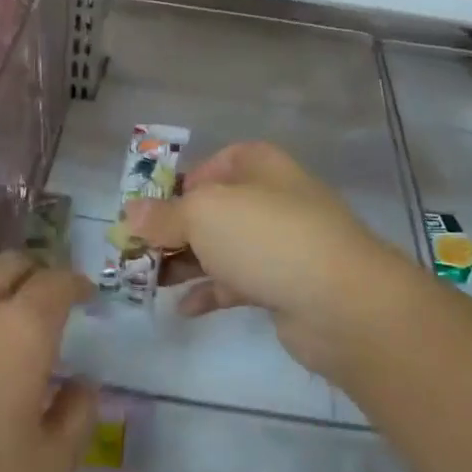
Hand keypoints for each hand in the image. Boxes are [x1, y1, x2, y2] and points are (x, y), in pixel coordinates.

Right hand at [126, 141, 426, 381]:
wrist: (340, 302)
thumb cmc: (266, 238)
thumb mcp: (204, 215)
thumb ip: (164, 215)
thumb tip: (130, 212)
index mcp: (260, 166)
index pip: (217, 163)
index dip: (183, 182)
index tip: (152, 208)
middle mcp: (272, 199)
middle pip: (214, 208)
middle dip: (174, 228)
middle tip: (137, 250)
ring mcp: (280, 244)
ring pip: (222, 247)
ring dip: (186, 262)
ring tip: (148, 280)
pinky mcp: (282, 285)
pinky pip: (237, 283)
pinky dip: (209, 292)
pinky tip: (181, 308)